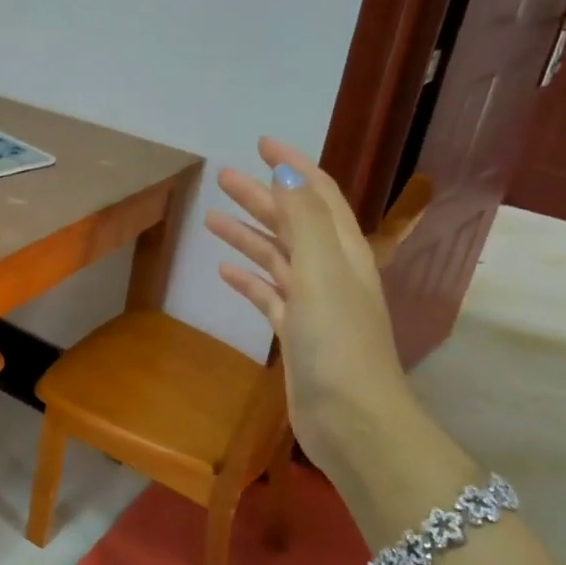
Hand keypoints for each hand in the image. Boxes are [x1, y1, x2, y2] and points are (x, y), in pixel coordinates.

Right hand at [205, 139, 420, 479]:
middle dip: (261, 197)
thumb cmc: (338, 342)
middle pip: (292, 222)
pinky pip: (269, 295)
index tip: (260, 144)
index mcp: (343, 251)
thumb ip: (303, 220)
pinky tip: (225, 271)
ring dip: (249, 235)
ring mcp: (314, 304)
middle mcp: (331, 271)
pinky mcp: (296, 334)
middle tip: (222, 177)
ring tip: (212, 218)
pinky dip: (248, 279)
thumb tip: (284, 174)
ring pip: (277, 257)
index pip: (318, 195)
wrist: (353, 420)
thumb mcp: (322, 272)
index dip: (292, 167)